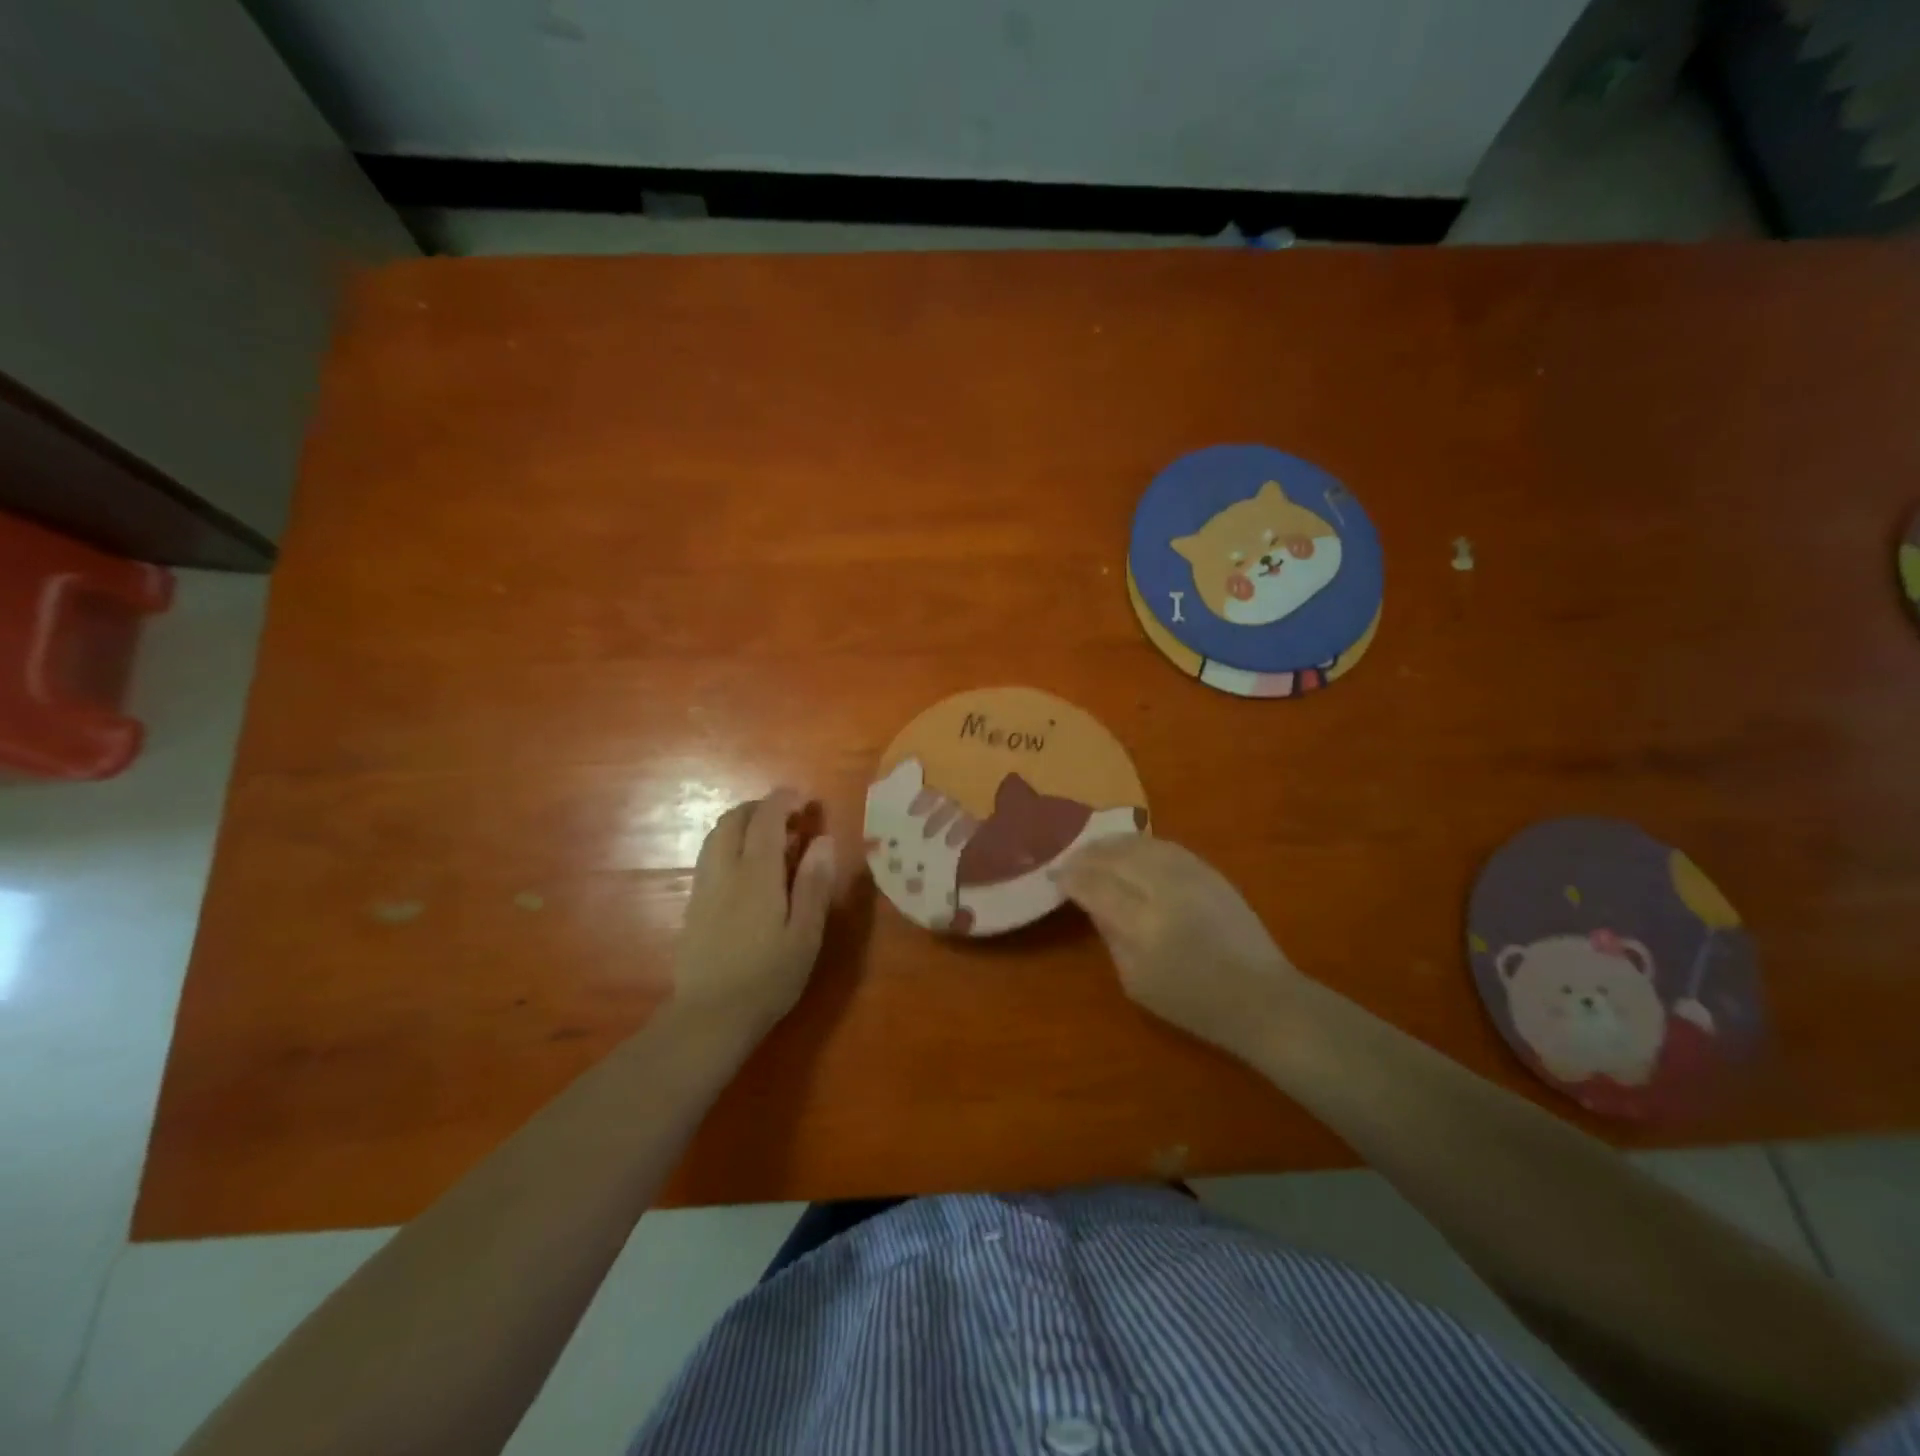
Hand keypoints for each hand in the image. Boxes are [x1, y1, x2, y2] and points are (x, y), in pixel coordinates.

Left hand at [676, 790, 837, 1035]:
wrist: (710, 1016)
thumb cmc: (768, 977)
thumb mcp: (805, 934)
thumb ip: (814, 884)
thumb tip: (823, 840)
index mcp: (756, 873)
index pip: (765, 818)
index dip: (783, 800)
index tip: (804, 799)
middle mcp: (725, 870)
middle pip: (734, 819)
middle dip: (760, 808)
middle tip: (789, 819)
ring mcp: (704, 886)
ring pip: (717, 835)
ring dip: (742, 825)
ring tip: (769, 841)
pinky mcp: (694, 904)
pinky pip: (710, 856)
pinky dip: (730, 844)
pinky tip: (747, 870)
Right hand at [1056, 835, 1307, 1061]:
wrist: (1261, 997)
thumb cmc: (1193, 1003)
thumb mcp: (1136, 982)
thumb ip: (1110, 936)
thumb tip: (1092, 903)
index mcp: (1143, 923)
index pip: (1095, 885)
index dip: (1071, 877)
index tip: (1054, 875)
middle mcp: (1165, 889)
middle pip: (1115, 857)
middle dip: (1086, 855)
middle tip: (1068, 860)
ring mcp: (1190, 874)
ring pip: (1139, 844)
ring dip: (1110, 844)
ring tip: (1092, 850)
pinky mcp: (1209, 870)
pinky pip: (1164, 846)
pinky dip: (1138, 844)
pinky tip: (1128, 850)